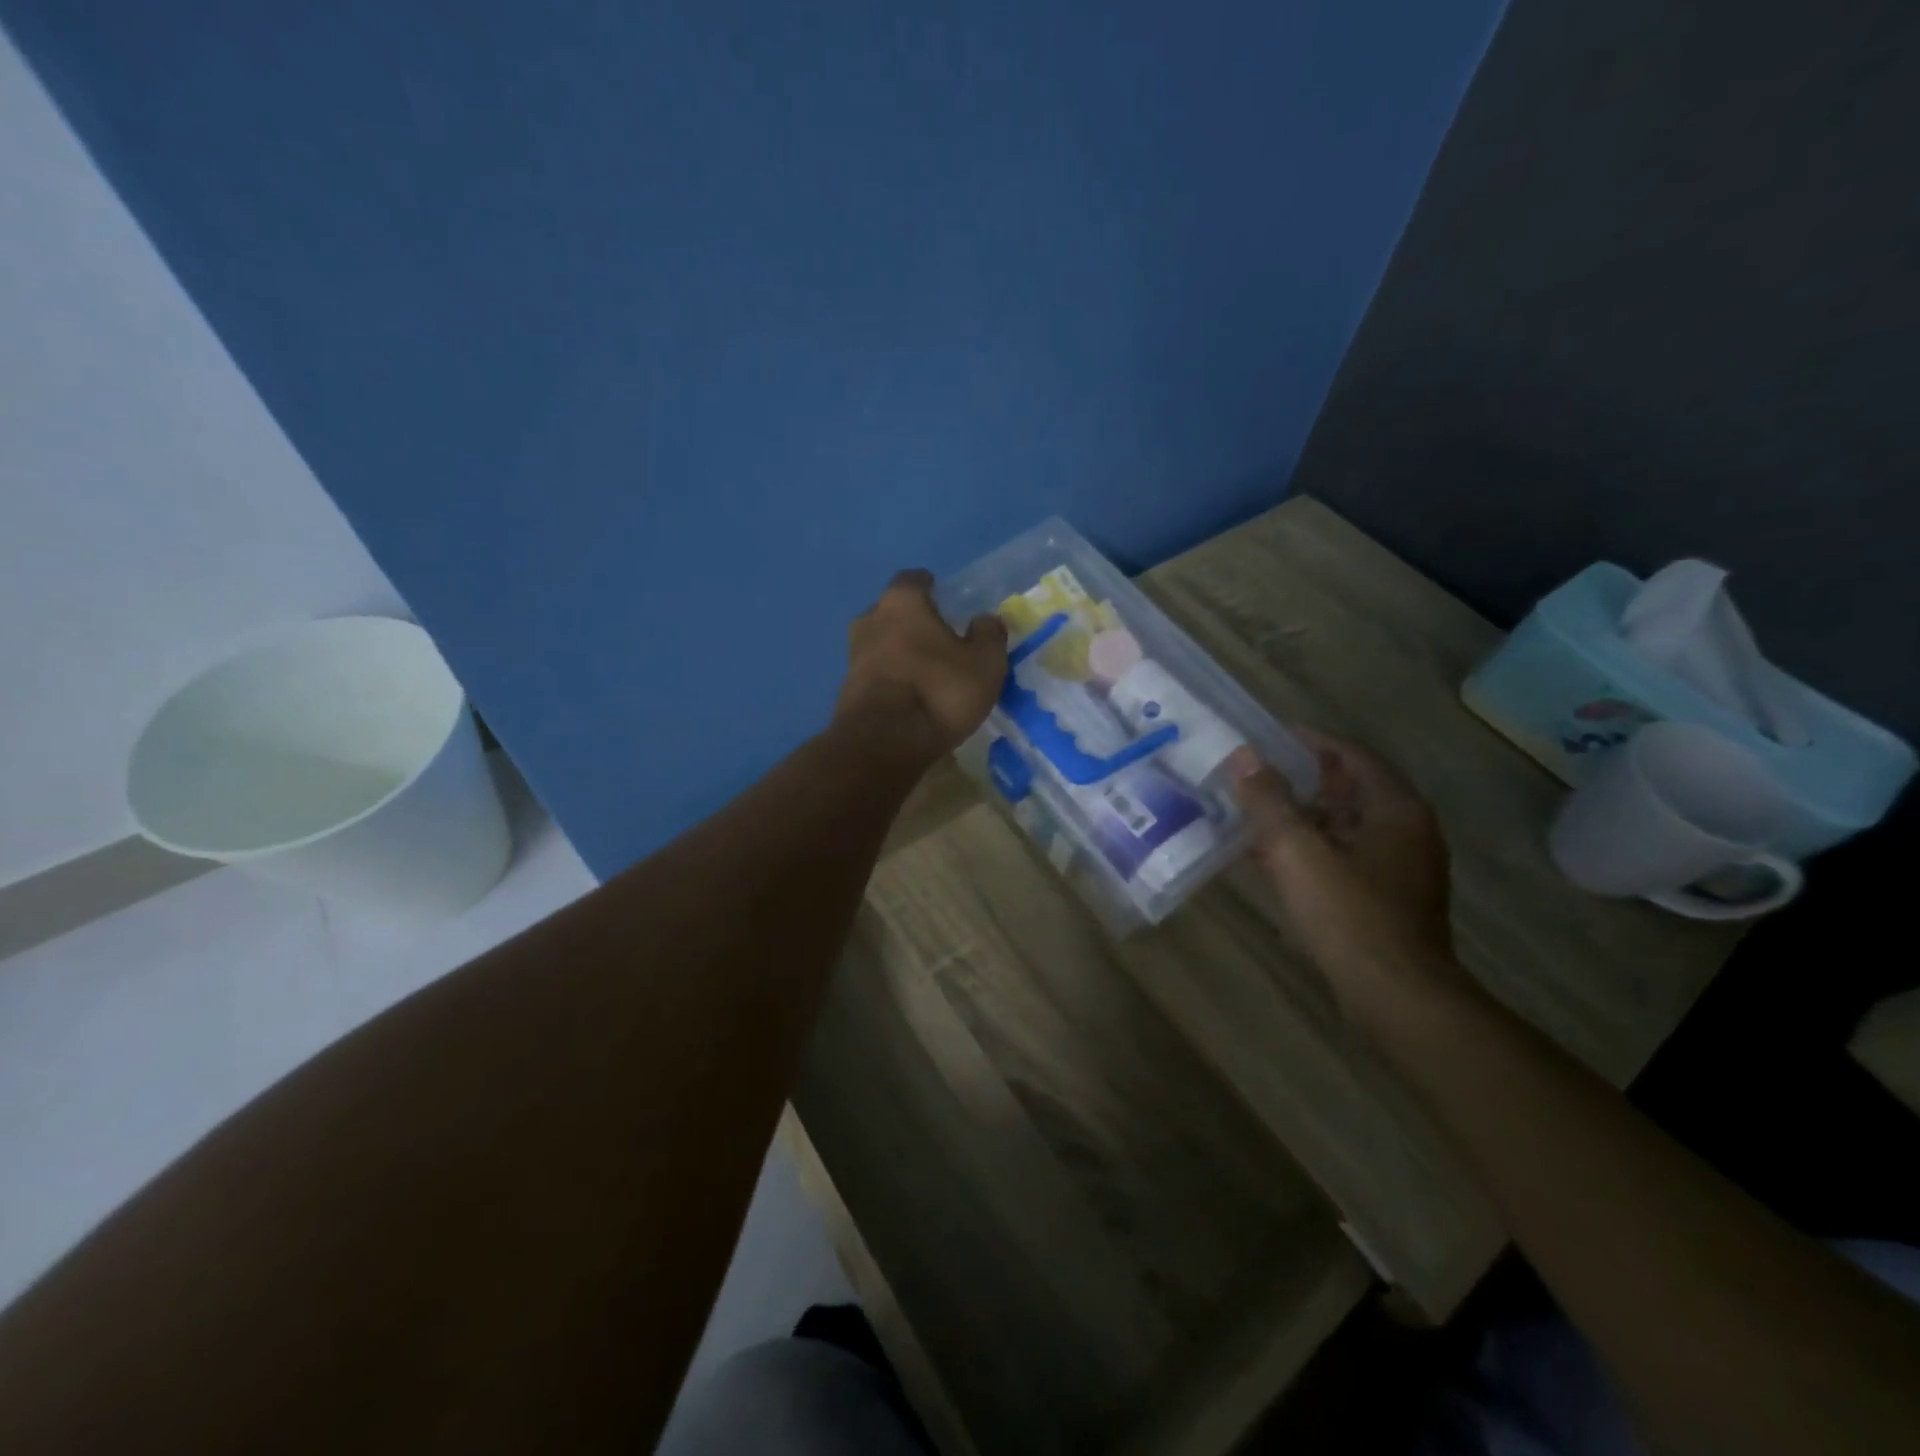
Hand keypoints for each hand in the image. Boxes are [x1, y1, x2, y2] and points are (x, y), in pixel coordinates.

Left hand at [834, 569, 1008, 764]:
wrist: (884, 742)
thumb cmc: (939, 690)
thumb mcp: (984, 664)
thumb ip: (989, 635)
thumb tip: (986, 619)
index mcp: (902, 603)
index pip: (913, 579)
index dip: (928, 586)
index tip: (941, 594)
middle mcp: (870, 620)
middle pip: (890, 611)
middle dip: (910, 620)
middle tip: (935, 635)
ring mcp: (854, 656)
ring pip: (879, 642)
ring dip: (897, 650)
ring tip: (923, 668)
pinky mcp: (847, 690)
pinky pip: (873, 674)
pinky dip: (889, 678)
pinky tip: (907, 694)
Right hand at [1227, 730, 1459, 1012]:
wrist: (1396, 997)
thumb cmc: (1348, 914)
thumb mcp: (1297, 850)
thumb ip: (1268, 800)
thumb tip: (1243, 757)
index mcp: (1396, 810)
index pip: (1354, 756)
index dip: (1313, 741)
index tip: (1273, 735)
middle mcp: (1408, 832)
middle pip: (1352, 791)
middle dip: (1306, 779)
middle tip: (1261, 773)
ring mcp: (1403, 870)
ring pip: (1349, 827)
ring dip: (1307, 816)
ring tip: (1261, 813)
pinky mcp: (1390, 901)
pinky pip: (1347, 858)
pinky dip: (1315, 849)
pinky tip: (1279, 861)